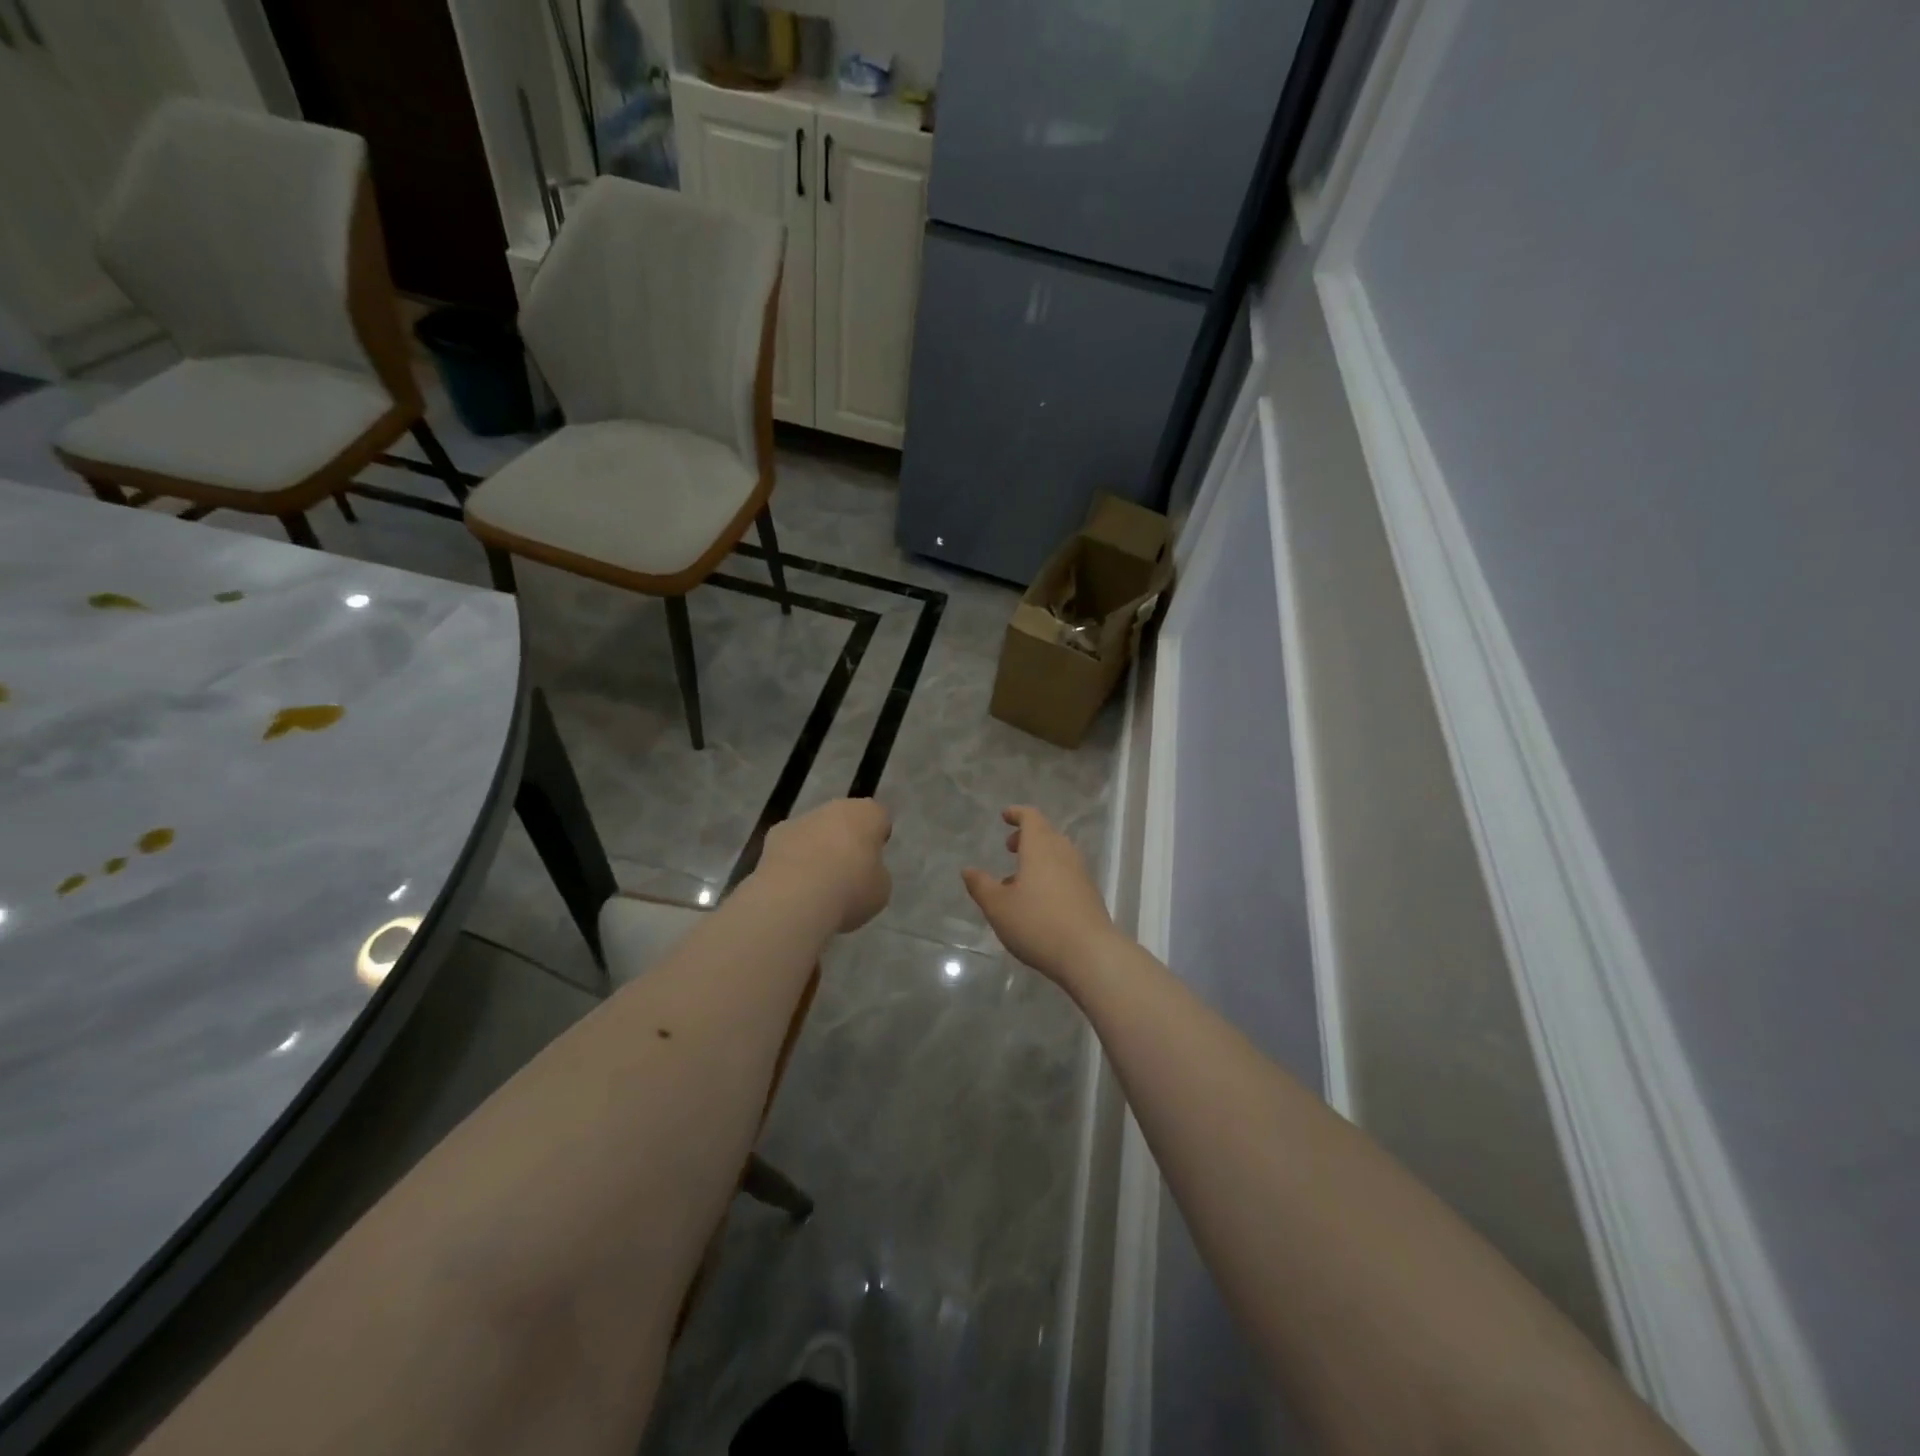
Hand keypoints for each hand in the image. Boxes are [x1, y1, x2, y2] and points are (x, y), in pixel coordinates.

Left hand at [757, 798, 893, 932]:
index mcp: (866, 813)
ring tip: (817, 886)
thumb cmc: (850, 889)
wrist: (795, 898)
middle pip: (844, 820)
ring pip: (814, 832)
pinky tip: (793, 887)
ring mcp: (800, 820)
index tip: (874, 859)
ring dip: (817, 849)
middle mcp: (833, 807)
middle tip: (847, 872)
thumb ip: (874, 873)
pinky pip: (790, 847)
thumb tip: (861, 872)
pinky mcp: (772, 837)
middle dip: (845, 840)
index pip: (878, 816)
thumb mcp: (880, 888)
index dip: (877, 836)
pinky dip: (792, 861)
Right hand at [963, 806, 1117, 985]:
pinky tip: (1038, 901)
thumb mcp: (998, 906)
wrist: (1090, 954)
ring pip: (1057, 854)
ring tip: (1018, 881)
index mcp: (1040, 847)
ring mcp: (1081, 873)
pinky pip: (1066, 873)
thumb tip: (968, 870)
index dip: (1017, 813)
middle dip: (1027, 837)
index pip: (1031, 817)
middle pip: (1046, 834)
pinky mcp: (1090, 894)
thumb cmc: (1037, 923)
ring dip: (1038, 858)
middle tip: (1009, 848)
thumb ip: (981, 885)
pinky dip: (1050, 875)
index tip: (1005, 816)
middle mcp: (1064, 853)